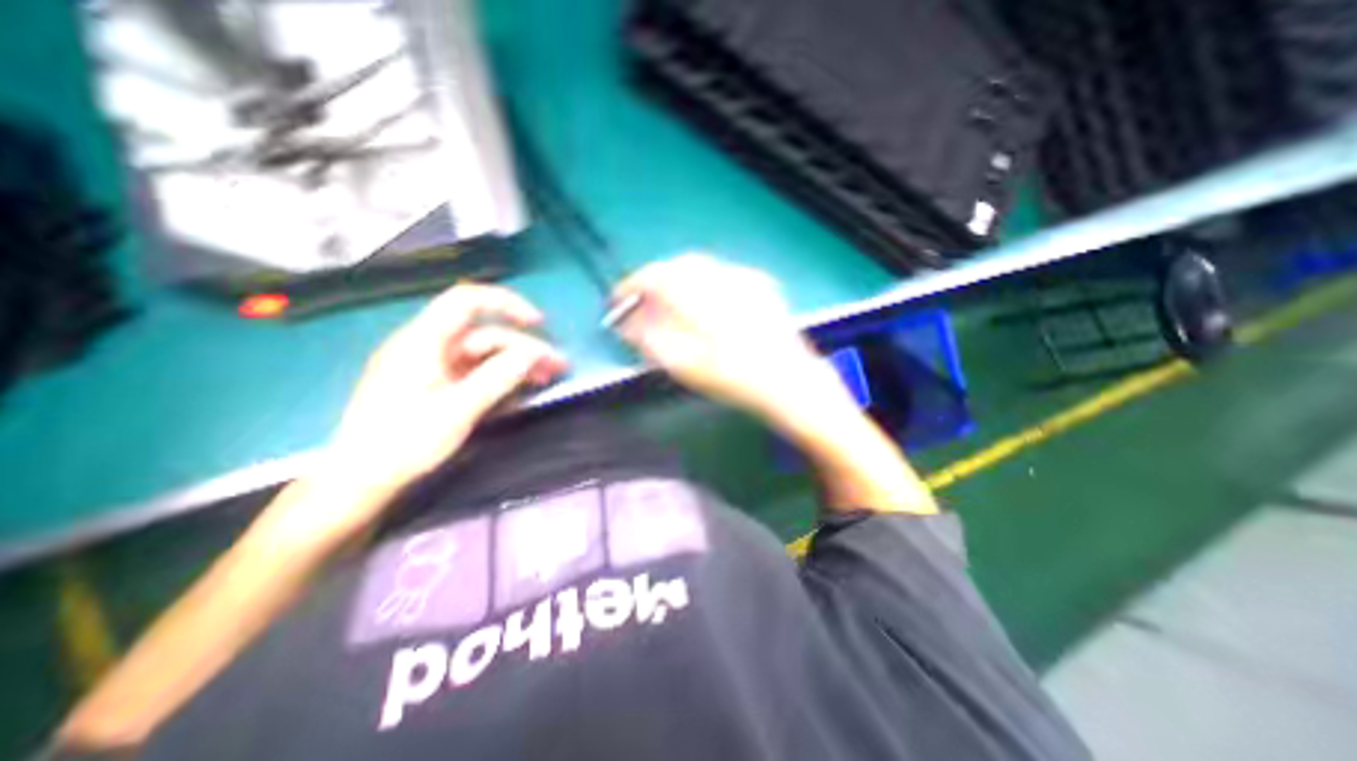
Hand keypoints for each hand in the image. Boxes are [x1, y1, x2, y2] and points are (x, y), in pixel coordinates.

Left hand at [325, 287, 567, 499]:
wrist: (361, 480)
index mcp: (423, 342)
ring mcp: (432, 366)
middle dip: (524, 347)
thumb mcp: (457, 411)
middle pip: (485, 334)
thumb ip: (497, 378)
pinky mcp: (436, 384)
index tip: (538, 322)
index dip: (506, 303)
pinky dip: (500, 376)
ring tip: (546, 379)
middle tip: (556, 366)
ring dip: (516, 363)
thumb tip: (534, 353)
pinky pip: (475, 371)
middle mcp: (428, 346)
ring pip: (484, 354)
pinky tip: (520, 389)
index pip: (467, 301)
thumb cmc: (404, 443)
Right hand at [611, 253, 845, 420]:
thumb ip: (652, 340)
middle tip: (641, 303)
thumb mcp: (687, 366)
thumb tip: (627, 324)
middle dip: (654, 281)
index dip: (631, 287)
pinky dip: (703, 282)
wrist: (790, 383)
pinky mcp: (760, 288)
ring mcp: (745, 281)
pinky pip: (722, 274)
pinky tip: (702, 301)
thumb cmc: (736, 380)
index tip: (616, 302)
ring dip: (677, 280)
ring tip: (667, 302)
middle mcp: (723, 279)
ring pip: (701, 267)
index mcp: (702, 297)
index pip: (656, 277)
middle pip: (678, 266)